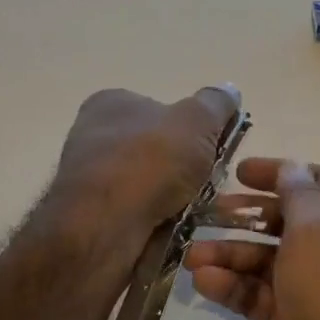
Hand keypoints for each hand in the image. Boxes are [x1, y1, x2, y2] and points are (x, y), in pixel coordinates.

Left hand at [52, 85, 240, 248]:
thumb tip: (228, 90)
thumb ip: (215, 104)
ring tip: (197, 210)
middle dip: (185, 167)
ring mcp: (90, 179)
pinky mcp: (93, 217)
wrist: (105, 227)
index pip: (159, 108)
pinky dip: (160, 220)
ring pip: (149, 185)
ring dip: (176, 197)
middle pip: (156, 149)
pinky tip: (174, 229)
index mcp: (111, 103)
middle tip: (210, 182)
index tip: (212, 147)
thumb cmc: (149, 162)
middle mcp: (94, 136)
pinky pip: (139, 214)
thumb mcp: (196, 121)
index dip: (190, 128)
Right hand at [185, 159, 319, 319]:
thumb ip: (298, 195)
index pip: (319, 183)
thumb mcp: (318, 230)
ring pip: (267, 264)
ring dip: (230, 255)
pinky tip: (204, 282)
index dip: (281, 173)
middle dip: (248, 217)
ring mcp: (316, 295)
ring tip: (193, 257)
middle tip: (209, 213)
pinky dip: (233, 288)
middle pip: (288, 223)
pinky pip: (258, 299)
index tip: (239, 173)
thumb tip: (292, 168)